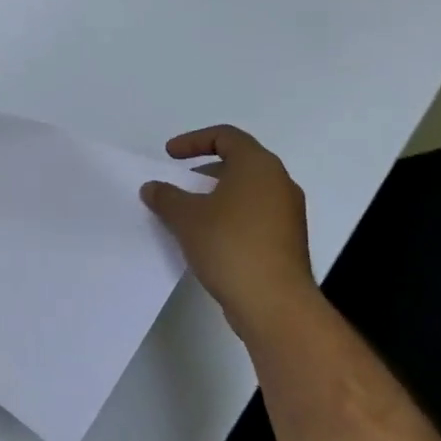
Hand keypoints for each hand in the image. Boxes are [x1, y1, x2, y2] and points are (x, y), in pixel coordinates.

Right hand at [141, 125, 314, 343]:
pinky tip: (208, 239)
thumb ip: (166, 196)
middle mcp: (279, 183)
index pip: (226, 136)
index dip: (193, 140)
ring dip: (216, 196)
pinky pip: (254, 216)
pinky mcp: (288, 241)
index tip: (169, 157)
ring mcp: (288, 214)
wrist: (275, 304)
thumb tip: (153, 187)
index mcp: (258, 166)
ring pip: (247, 191)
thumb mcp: (186, 217)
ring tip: (189, 214)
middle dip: (204, 170)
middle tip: (179, 185)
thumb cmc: (230, 245)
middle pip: (239, 162)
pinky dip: (230, 217)